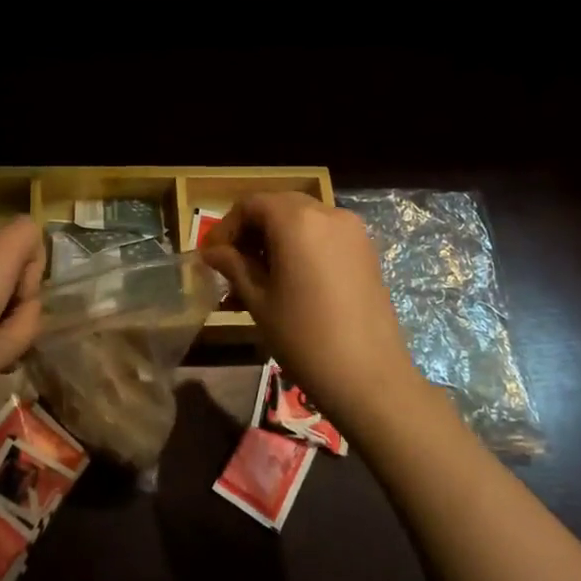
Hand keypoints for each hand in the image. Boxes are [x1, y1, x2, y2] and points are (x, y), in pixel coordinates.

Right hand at [200, 193, 420, 433]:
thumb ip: (233, 266)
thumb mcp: (259, 300)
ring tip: (257, 279)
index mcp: (297, 220)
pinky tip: (288, 282)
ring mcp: (352, 231)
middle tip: (231, 265)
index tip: (212, 256)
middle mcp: (327, 213)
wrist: (369, 377)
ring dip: (275, 240)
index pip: (251, 204)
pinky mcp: (366, 251)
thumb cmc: (304, 337)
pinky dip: (301, 247)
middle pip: (278, 207)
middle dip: (251, 231)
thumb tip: (212, 251)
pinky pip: (324, 236)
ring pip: (302, 221)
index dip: (227, 226)